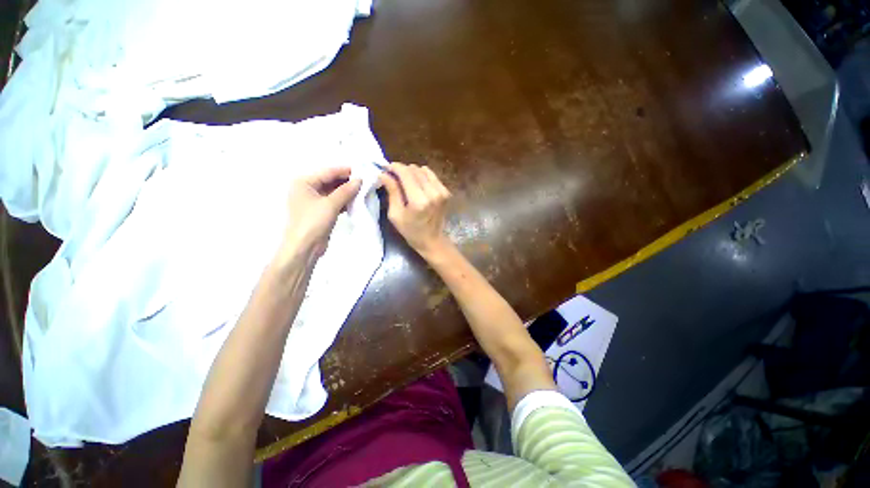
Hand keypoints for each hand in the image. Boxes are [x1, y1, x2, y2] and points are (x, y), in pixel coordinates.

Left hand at [279, 167, 360, 262]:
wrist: (305, 248)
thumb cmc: (313, 222)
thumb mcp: (330, 204)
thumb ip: (346, 191)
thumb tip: (360, 180)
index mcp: (304, 182)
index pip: (328, 172)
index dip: (346, 171)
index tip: (363, 170)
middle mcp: (308, 188)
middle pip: (331, 181)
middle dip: (348, 181)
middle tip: (366, 180)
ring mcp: (315, 201)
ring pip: (335, 192)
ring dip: (348, 191)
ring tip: (365, 189)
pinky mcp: (322, 211)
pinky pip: (335, 201)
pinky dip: (345, 200)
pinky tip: (358, 200)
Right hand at [380, 162, 451, 257]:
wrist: (432, 240)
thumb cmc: (411, 231)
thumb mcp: (395, 214)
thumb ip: (392, 192)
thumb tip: (383, 174)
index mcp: (418, 201)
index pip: (406, 173)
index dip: (394, 167)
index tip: (386, 167)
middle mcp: (432, 193)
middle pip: (414, 169)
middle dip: (402, 170)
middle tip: (394, 176)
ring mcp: (442, 191)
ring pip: (423, 170)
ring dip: (412, 172)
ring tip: (405, 181)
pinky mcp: (446, 192)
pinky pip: (432, 176)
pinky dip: (423, 176)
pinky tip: (417, 184)